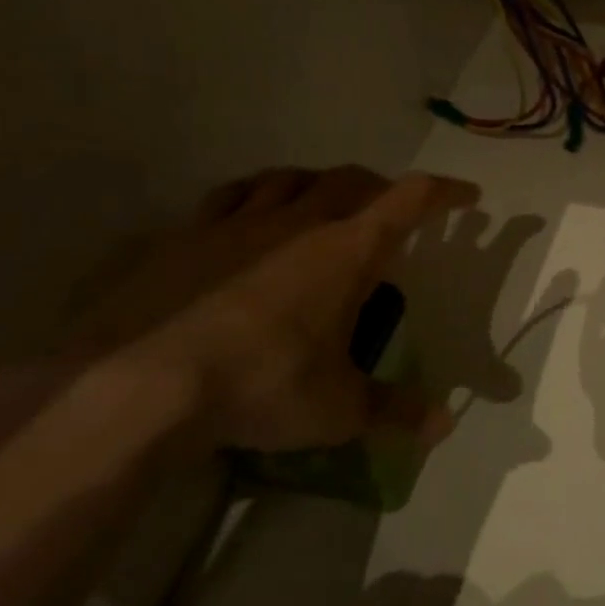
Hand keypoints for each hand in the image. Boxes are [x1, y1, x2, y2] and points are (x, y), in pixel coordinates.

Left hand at [86, 166, 478, 451]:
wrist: (137, 385)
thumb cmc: (261, 386)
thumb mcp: (338, 409)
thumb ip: (395, 412)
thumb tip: (445, 426)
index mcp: (348, 250)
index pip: (412, 200)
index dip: (445, 193)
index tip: (467, 196)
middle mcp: (298, 222)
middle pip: (350, 180)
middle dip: (379, 187)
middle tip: (390, 210)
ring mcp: (236, 224)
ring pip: (287, 179)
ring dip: (315, 183)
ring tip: (320, 203)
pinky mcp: (181, 238)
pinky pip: (226, 199)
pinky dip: (250, 198)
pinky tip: (244, 218)